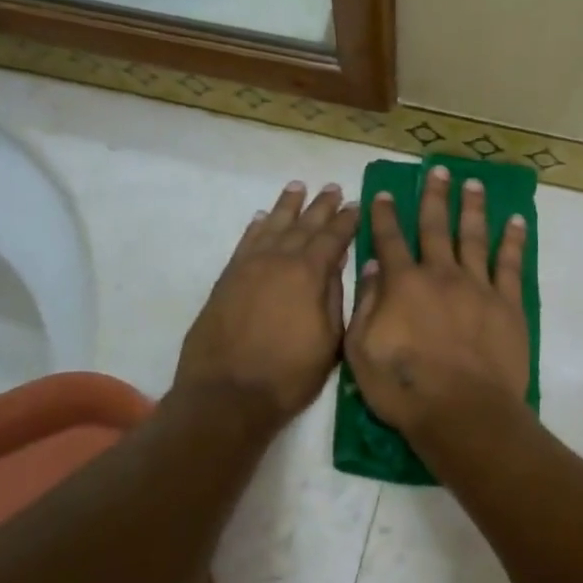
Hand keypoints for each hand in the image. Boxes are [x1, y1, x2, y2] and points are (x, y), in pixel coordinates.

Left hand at [174, 181, 358, 428]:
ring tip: (298, 187)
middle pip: (304, 225)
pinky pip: (245, 243)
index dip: (347, 221)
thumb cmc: (288, 374)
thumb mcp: (329, 341)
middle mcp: (279, 260)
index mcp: (309, 274)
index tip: (356, 205)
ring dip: (287, 206)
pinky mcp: (227, 279)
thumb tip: (338, 264)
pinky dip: (256, 227)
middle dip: (321, 206)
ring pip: (272, 226)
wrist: (227, 394)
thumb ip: (334, 297)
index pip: (333, 238)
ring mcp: (249, 267)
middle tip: (333, 188)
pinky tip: (262, 218)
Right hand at [346, 165, 530, 440]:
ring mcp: (478, 286)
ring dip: (472, 208)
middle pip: (436, 227)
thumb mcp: (361, 352)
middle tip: (438, 170)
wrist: (463, 412)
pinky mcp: (507, 304)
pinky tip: (517, 221)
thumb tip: (372, 267)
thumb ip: (365, 305)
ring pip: (474, 237)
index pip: (389, 240)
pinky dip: (514, 240)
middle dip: (435, 196)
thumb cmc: (404, 388)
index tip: (384, 193)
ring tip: (473, 184)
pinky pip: (511, 264)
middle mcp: (441, 274)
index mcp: (403, 284)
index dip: (385, 215)